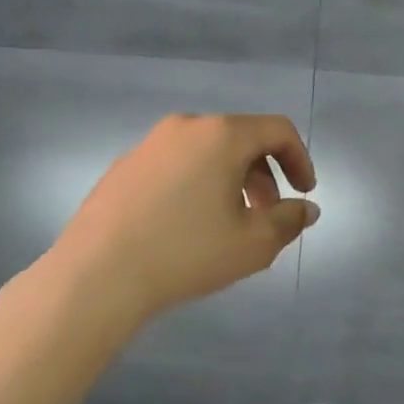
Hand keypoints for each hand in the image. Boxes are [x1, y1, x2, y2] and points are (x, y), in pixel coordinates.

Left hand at [40, 114, 318, 330]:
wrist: (97, 275)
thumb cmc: (186, 253)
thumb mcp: (253, 244)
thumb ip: (288, 221)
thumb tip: (305, 209)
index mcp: (221, 135)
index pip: (277, 130)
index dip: (300, 159)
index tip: (304, 193)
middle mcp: (185, 128)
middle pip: (240, 139)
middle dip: (265, 174)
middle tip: (269, 214)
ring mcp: (149, 145)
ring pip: (206, 153)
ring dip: (231, 181)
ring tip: (231, 223)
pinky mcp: (124, 167)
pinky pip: (176, 166)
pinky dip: (197, 185)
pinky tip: (188, 226)